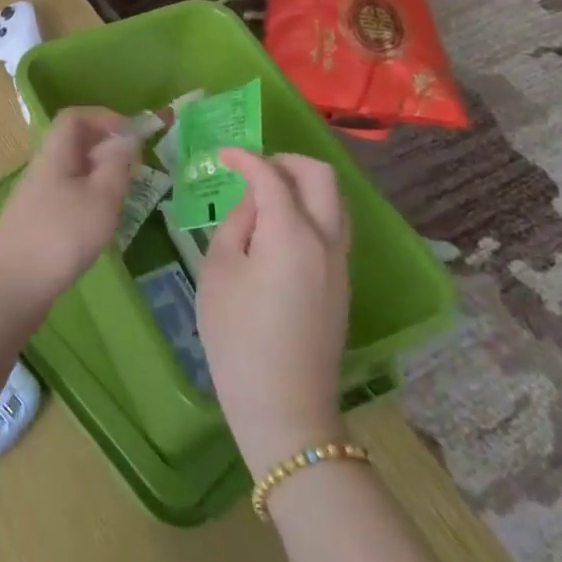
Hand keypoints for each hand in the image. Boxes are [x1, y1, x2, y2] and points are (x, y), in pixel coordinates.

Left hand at [0, 108, 138, 304]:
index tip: (133, 135)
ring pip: (75, 173)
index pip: (75, 117)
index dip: (104, 117)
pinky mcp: (38, 223)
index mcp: (56, 152)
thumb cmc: (60, 234)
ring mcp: (39, 196)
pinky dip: (90, 204)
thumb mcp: (101, 197)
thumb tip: (127, 138)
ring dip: (101, 180)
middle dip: (107, 151)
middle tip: (134, 171)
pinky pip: (69, 198)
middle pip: (75, 145)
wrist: (10, 284)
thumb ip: (117, 165)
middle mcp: (44, 168)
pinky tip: (100, 229)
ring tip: (121, 203)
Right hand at [196, 150, 352, 475]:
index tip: (222, 155)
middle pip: (321, 176)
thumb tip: (251, 202)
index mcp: (292, 233)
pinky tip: (278, 227)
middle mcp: (326, 240)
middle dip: (286, 161)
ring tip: (265, 193)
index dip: (245, 158)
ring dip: (303, 184)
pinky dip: (309, 210)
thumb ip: (236, 223)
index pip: (271, 176)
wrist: (284, 406)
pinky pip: (333, 227)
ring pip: (334, 201)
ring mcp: (341, 263)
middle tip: (254, 167)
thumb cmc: (237, 335)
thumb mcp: (219, 270)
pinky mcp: (342, 283)